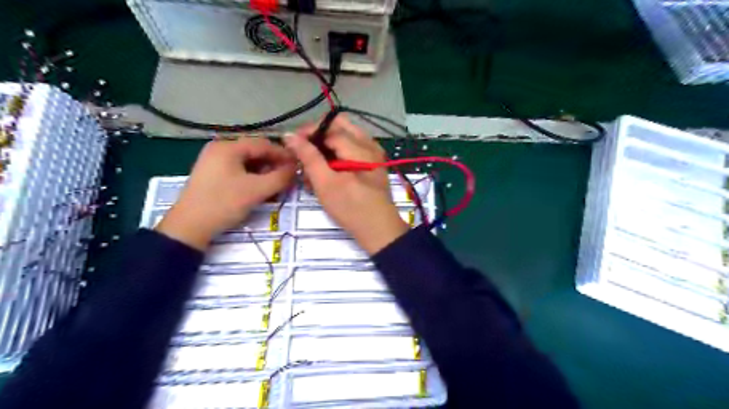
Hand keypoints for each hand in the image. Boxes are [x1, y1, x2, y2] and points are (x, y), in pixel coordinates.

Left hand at [156, 138, 294, 250]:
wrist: (189, 227)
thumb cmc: (224, 203)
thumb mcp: (257, 190)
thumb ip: (280, 177)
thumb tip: (296, 168)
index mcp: (228, 147)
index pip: (264, 144)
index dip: (283, 154)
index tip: (299, 165)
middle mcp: (220, 148)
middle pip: (255, 151)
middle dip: (274, 162)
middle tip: (288, 176)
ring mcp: (213, 160)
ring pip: (247, 160)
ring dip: (264, 169)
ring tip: (276, 182)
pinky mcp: (212, 173)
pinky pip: (238, 168)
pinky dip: (252, 175)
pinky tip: (260, 185)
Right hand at [285, 116, 409, 254]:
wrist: (379, 230)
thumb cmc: (351, 208)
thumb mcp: (326, 184)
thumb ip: (309, 157)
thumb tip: (289, 135)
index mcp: (360, 147)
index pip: (329, 127)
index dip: (308, 132)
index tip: (291, 144)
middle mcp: (370, 144)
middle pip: (339, 126)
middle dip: (318, 136)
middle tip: (303, 152)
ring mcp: (374, 153)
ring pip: (345, 137)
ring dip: (326, 146)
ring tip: (312, 167)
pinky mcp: (373, 164)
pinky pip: (353, 148)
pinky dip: (337, 155)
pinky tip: (326, 172)